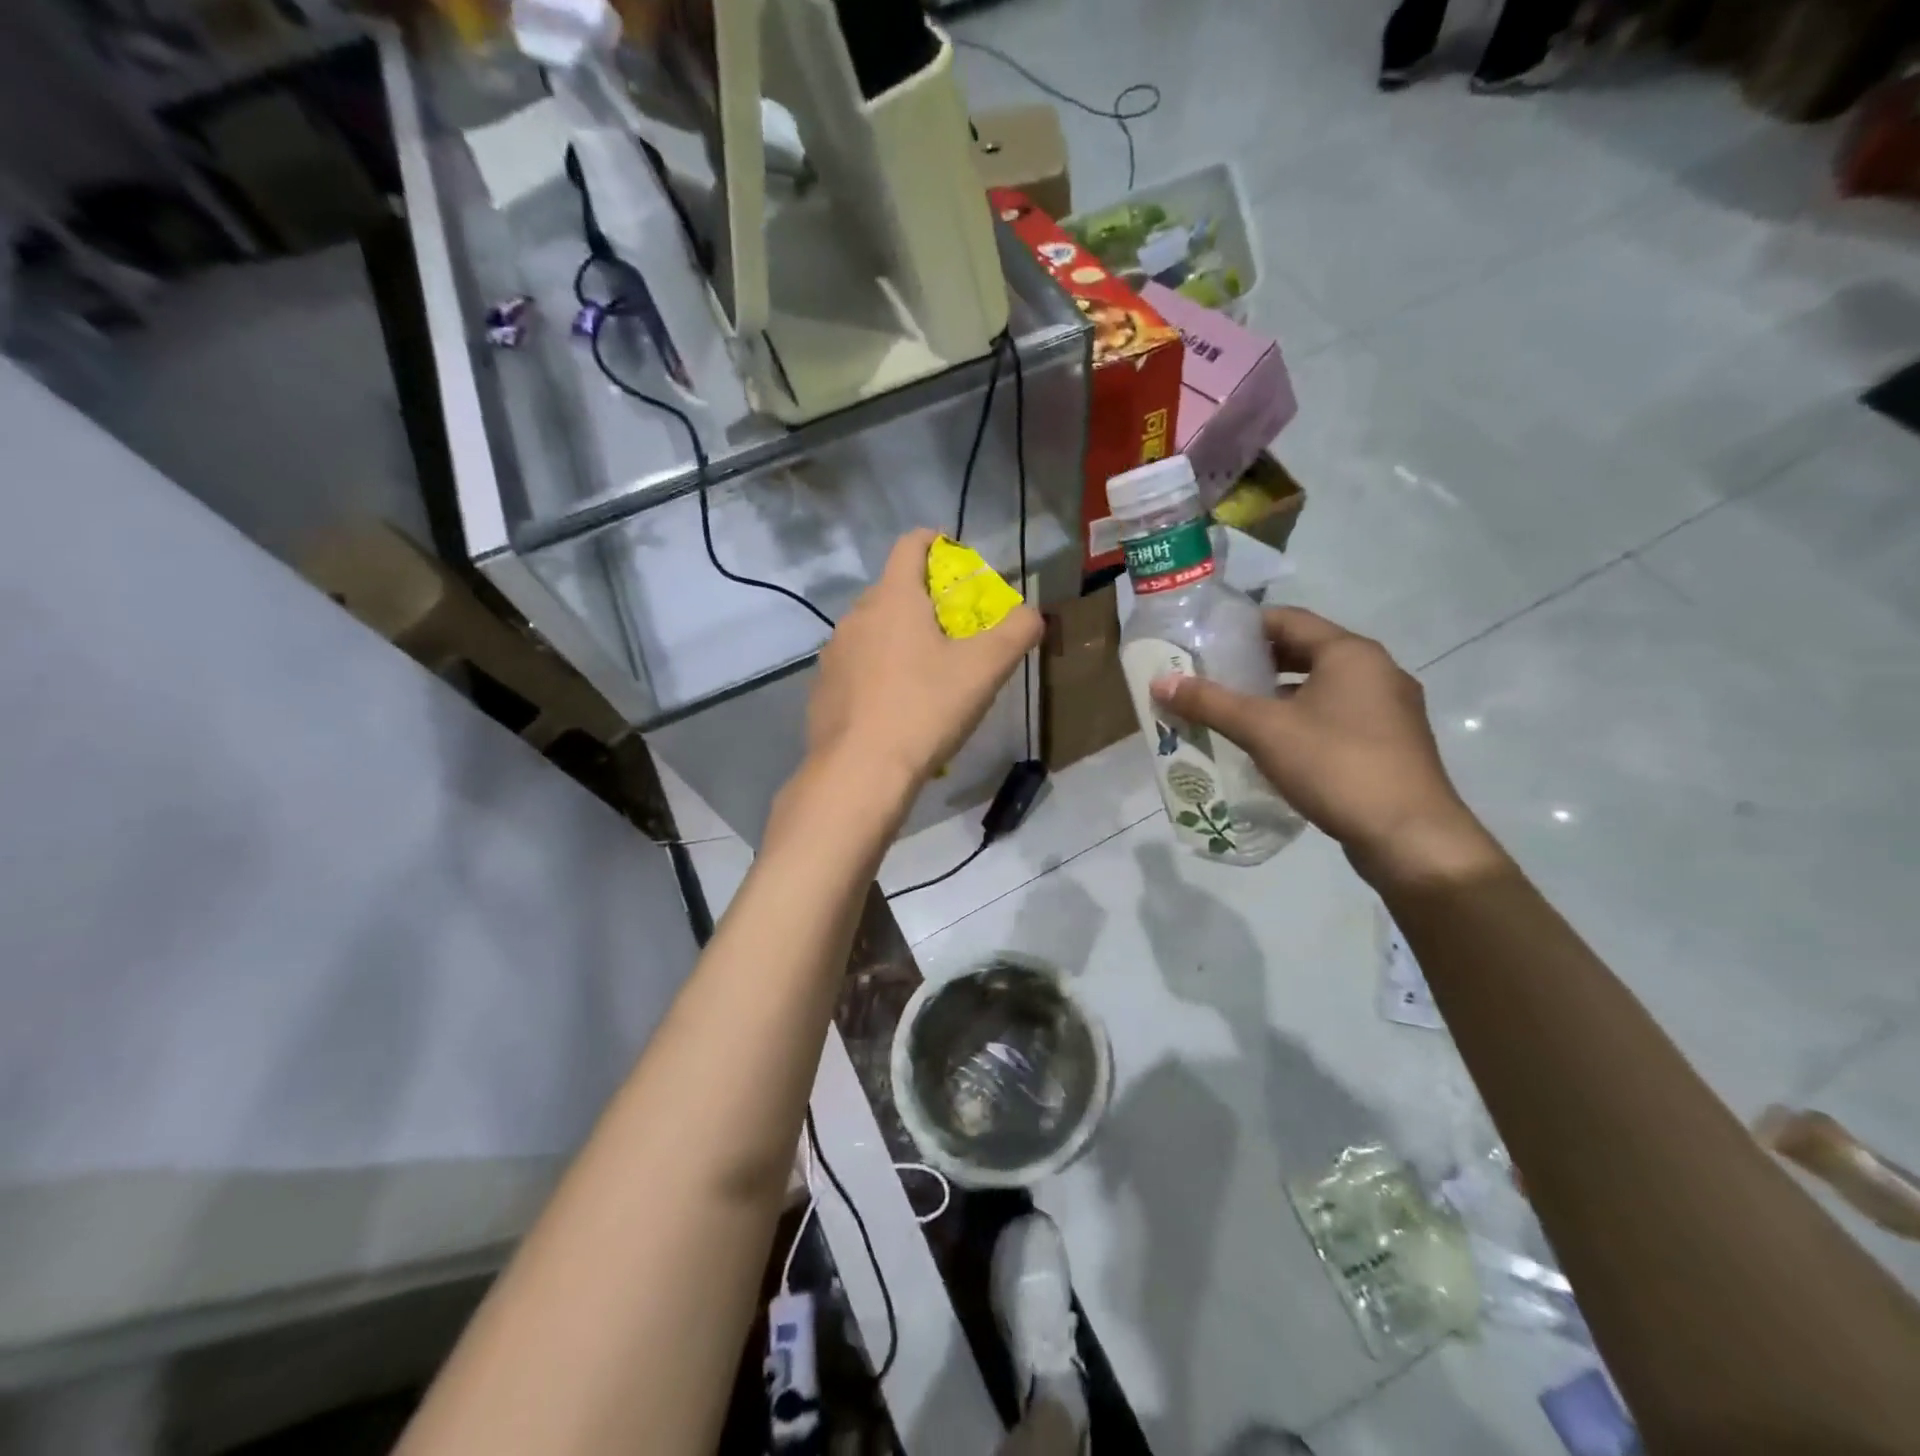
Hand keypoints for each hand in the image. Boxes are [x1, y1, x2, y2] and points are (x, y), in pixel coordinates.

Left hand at [807, 529, 1042, 796]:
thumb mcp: (985, 669)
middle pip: (893, 590)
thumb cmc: (925, 709)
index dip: (938, 544)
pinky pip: (857, 666)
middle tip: (956, 632)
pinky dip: (878, 673)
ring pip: (873, 631)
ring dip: (900, 639)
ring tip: (927, 675)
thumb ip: (1017, 631)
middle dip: (926, 601)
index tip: (960, 565)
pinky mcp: (822, 689)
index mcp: (893, 598)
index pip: (910, 544)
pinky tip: (896, 707)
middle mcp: (856, 616)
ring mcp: (834, 654)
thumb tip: (1032, 614)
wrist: (860, 771)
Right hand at [1149, 608, 1501, 885]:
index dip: (1244, 627)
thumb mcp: (1263, 730)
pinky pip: (1337, 716)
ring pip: (1322, 687)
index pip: (1288, 620)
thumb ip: (1211, 703)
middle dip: (1257, 664)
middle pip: (1306, 652)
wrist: (1409, 836)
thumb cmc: (1335, 765)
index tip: (1206, 641)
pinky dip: (1303, 719)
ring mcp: (1390, 709)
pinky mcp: (1391, 743)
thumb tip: (1160, 682)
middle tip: (1213, 677)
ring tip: (1235, 711)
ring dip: (1279, 695)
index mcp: (1350, 653)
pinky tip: (1274, 745)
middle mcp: (1377, 671)